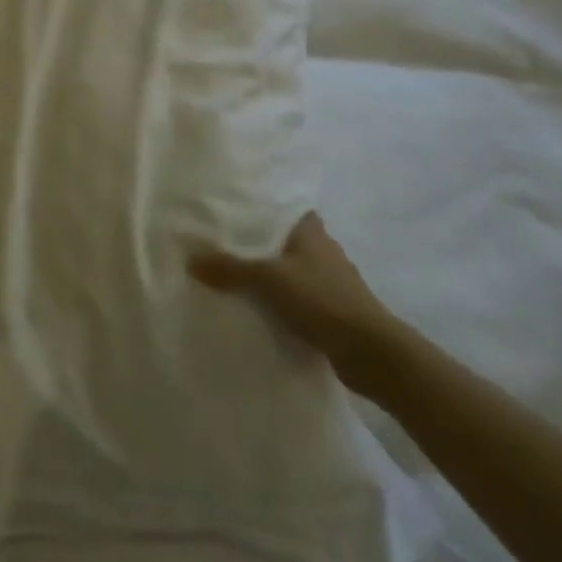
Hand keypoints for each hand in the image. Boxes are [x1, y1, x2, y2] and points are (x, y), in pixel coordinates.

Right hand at [190, 212, 403, 395]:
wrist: (371, 353)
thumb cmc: (321, 299)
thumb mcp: (268, 279)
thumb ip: (230, 268)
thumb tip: (190, 260)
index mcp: (312, 232)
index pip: (287, 208)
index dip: (265, 208)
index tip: (238, 210)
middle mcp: (325, 251)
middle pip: (287, 241)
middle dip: (262, 244)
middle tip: (225, 245)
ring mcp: (333, 283)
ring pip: (294, 272)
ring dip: (273, 276)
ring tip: (236, 279)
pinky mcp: (335, 312)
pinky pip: (300, 300)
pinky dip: (283, 303)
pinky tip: (260, 311)